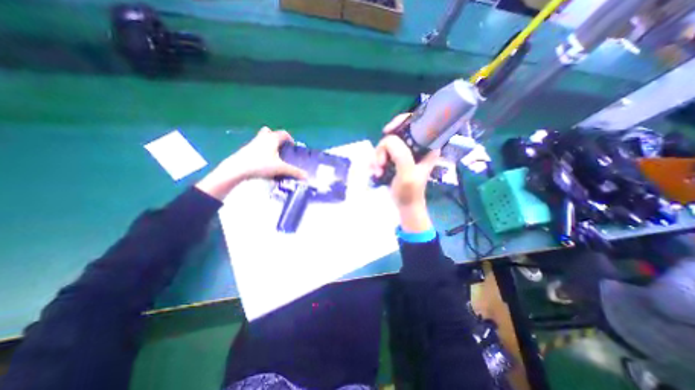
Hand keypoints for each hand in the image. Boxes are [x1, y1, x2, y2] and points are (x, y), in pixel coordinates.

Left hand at [194, 126, 304, 199]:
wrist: (237, 169)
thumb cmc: (261, 165)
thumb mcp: (280, 169)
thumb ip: (294, 171)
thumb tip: (307, 176)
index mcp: (272, 139)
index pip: (283, 133)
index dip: (290, 138)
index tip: (292, 146)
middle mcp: (262, 138)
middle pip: (269, 132)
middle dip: (276, 138)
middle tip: (281, 148)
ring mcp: (252, 143)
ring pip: (261, 139)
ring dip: (268, 144)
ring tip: (273, 156)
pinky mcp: (245, 150)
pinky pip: (256, 147)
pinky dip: (261, 151)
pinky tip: (263, 162)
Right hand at [369, 113, 439, 230]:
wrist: (405, 206)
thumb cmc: (410, 192)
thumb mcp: (407, 173)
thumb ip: (400, 154)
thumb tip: (388, 138)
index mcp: (427, 146)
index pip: (416, 121)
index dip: (400, 121)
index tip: (387, 131)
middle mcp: (416, 146)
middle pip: (396, 133)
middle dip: (384, 148)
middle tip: (381, 163)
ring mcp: (405, 153)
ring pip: (386, 144)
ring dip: (378, 157)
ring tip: (377, 171)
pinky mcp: (396, 159)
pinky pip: (382, 153)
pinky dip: (377, 161)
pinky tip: (375, 172)